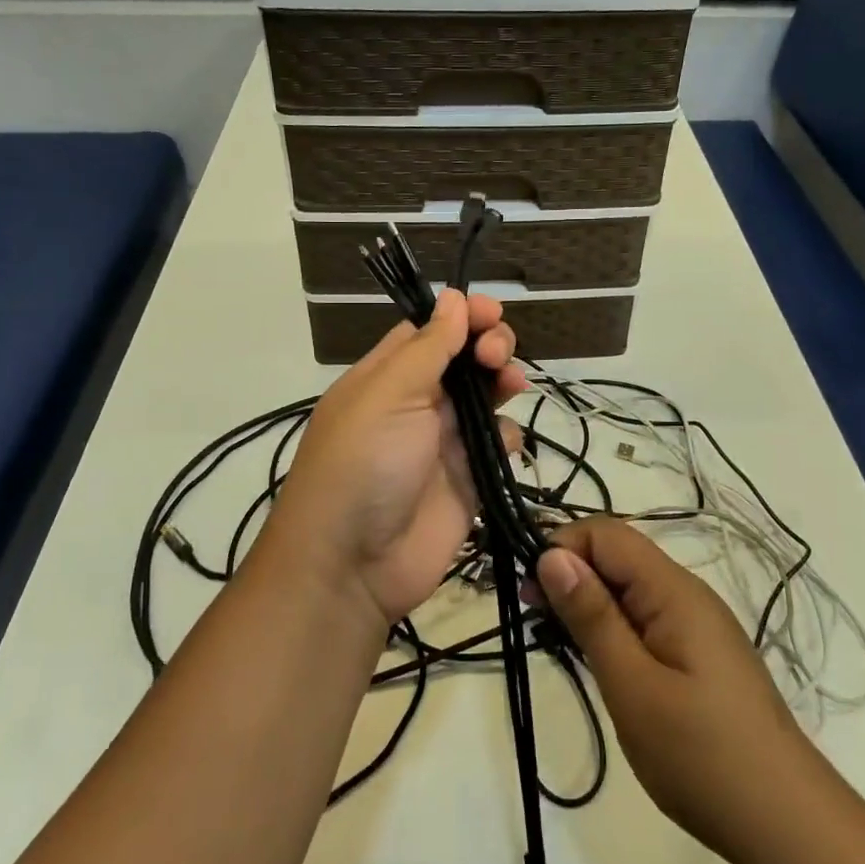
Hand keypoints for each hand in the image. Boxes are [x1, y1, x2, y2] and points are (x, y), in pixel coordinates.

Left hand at [269, 291, 525, 624]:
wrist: (353, 565)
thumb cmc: (362, 464)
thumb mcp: (388, 395)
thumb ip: (427, 347)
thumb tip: (454, 297)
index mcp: (387, 376)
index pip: (430, 330)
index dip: (462, 316)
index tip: (491, 312)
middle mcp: (417, 402)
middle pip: (463, 359)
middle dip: (488, 346)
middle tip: (497, 356)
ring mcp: (444, 441)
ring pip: (486, 397)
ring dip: (503, 381)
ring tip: (511, 382)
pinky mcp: (469, 478)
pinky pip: (498, 444)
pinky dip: (506, 435)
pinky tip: (502, 443)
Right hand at [537, 519, 836, 863]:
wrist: (787, 824)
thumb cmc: (702, 755)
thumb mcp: (632, 685)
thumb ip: (591, 616)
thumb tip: (551, 554)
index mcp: (674, 590)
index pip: (607, 534)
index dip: (563, 547)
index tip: (529, 590)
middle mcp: (687, 594)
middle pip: (618, 557)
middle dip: (571, 575)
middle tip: (535, 620)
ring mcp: (697, 625)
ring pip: (629, 590)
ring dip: (589, 604)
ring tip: (559, 643)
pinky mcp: (700, 655)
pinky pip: (646, 619)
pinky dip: (614, 629)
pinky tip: (600, 662)